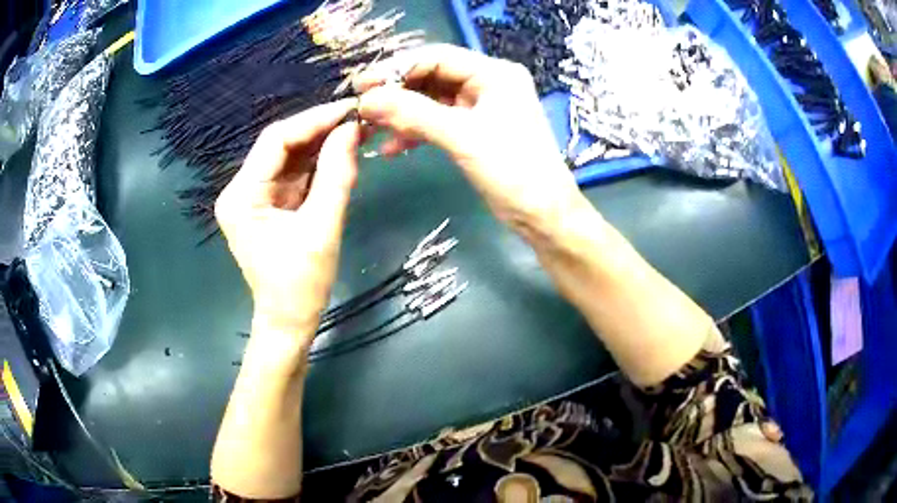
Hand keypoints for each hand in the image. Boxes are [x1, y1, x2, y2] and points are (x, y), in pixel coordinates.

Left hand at [215, 100, 360, 346]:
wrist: (289, 322)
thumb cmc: (300, 285)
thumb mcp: (321, 229)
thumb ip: (336, 176)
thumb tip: (352, 130)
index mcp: (242, 196)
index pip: (276, 141)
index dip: (313, 120)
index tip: (351, 110)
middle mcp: (242, 190)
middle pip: (281, 145)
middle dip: (320, 130)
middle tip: (358, 120)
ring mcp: (255, 197)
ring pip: (290, 157)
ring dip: (321, 145)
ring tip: (356, 134)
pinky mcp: (269, 204)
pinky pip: (295, 174)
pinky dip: (318, 164)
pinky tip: (342, 155)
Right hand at [355, 44, 585, 241]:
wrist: (542, 215)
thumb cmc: (513, 171)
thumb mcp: (462, 137)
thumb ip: (413, 113)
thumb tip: (366, 100)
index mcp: (494, 73)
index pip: (437, 57)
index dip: (397, 68)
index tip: (362, 85)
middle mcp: (488, 83)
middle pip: (432, 77)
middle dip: (397, 92)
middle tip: (361, 107)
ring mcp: (481, 107)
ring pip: (432, 100)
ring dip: (403, 114)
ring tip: (372, 129)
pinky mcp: (475, 129)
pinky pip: (438, 121)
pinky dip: (416, 131)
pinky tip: (393, 147)